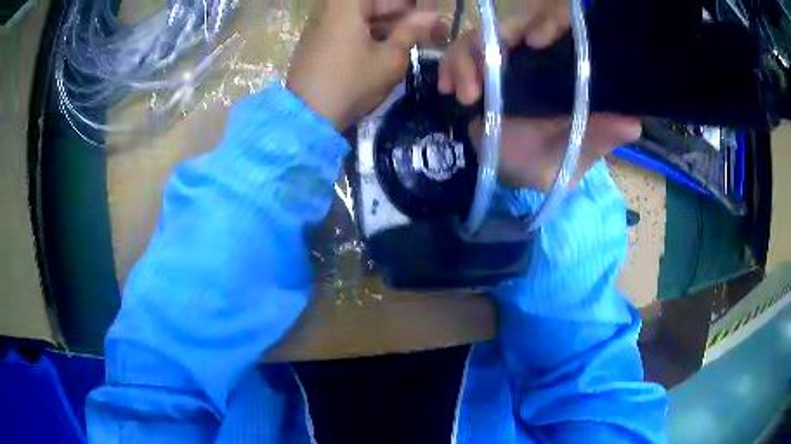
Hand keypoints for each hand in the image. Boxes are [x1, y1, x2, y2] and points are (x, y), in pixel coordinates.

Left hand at [287, 0, 445, 130]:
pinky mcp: (317, 37)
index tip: (432, 18)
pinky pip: (350, 24)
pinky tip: (390, 43)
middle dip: (404, 14)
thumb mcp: (390, 58)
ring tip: (416, 39)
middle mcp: (330, 6)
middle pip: (375, 3)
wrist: (308, 116)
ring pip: (364, 14)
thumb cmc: (352, 83)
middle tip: (431, 31)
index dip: (413, 7)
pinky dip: (371, 30)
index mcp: (347, 4)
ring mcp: (321, 21)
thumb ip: (412, 31)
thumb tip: (432, 16)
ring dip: (390, 23)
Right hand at [439, 10, 639, 189]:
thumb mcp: (575, 154)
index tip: (535, 40)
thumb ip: (600, 137)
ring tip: (467, 96)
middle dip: (496, 39)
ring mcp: (505, 59)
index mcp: (566, 70)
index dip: (550, 20)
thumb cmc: (546, 164)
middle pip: (516, 23)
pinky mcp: (477, 66)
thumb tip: (633, 123)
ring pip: (483, 36)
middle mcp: (537, 56)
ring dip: (467, 59)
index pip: (562, 26)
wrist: (506, 173)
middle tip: (488, 68)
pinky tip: (449, 89)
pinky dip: (451, 66)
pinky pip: (458, 52)